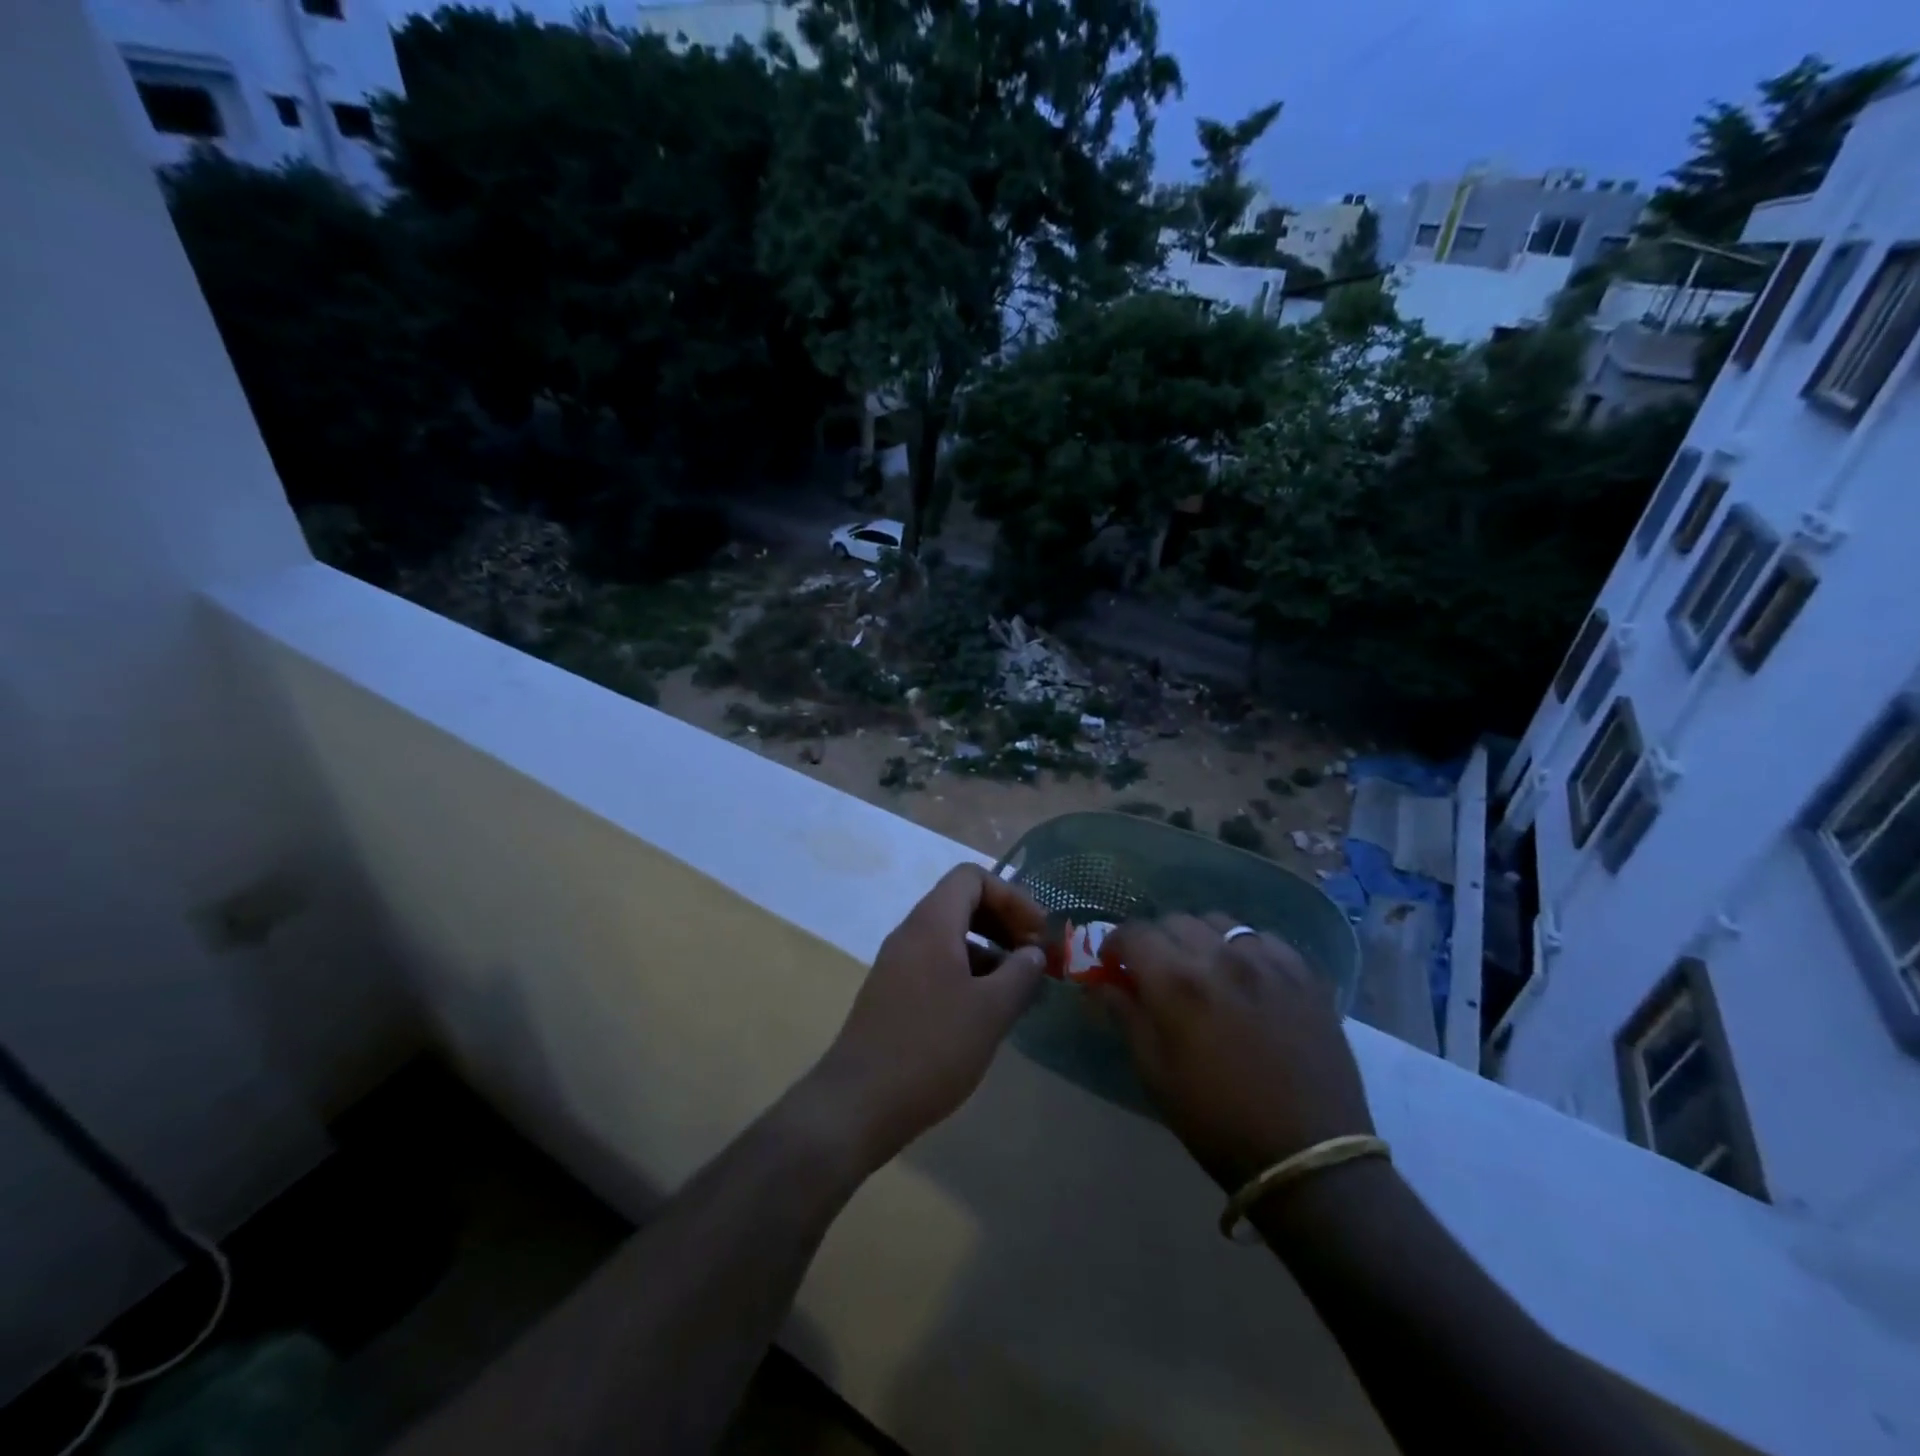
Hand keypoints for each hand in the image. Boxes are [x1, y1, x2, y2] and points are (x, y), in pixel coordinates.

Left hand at [805, 864, 1049, 1169]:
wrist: (858, 1102)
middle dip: (1003, 922)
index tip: (1038, 933)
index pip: (971, 877)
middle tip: (1033, 955)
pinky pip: (936, 964)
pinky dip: (967, 973)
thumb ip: (1020, 974)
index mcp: (931, 924)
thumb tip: (1033, 953)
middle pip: (961, 903)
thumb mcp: (990, 1011)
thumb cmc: (931, 1048)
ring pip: (949, 937)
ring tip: (1018, 987)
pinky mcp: (892, 994)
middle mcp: (910, 934)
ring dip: (988, 951)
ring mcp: (897, 964)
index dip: (1011, 896)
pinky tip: (986, 1011)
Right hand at [1094, 915, 1373, 1191]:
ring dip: (1200, 939)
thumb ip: (1126, 1017)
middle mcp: (1220, 957)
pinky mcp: (1304, 974)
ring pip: (1219, 922)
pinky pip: (1264, 939)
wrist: (1307, 1156)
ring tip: (1204, 970)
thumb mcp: (1155, 1074)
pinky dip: (1245, 949)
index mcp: (1177, 982)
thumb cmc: (1217, 1121)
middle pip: (1175, 921)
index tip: (1114, 965)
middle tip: (1156, 972)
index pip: (1134, 932)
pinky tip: (1247, 977)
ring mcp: (1267, 962)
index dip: (1116, 944)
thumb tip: (1102, 984)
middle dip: (1156, 940)